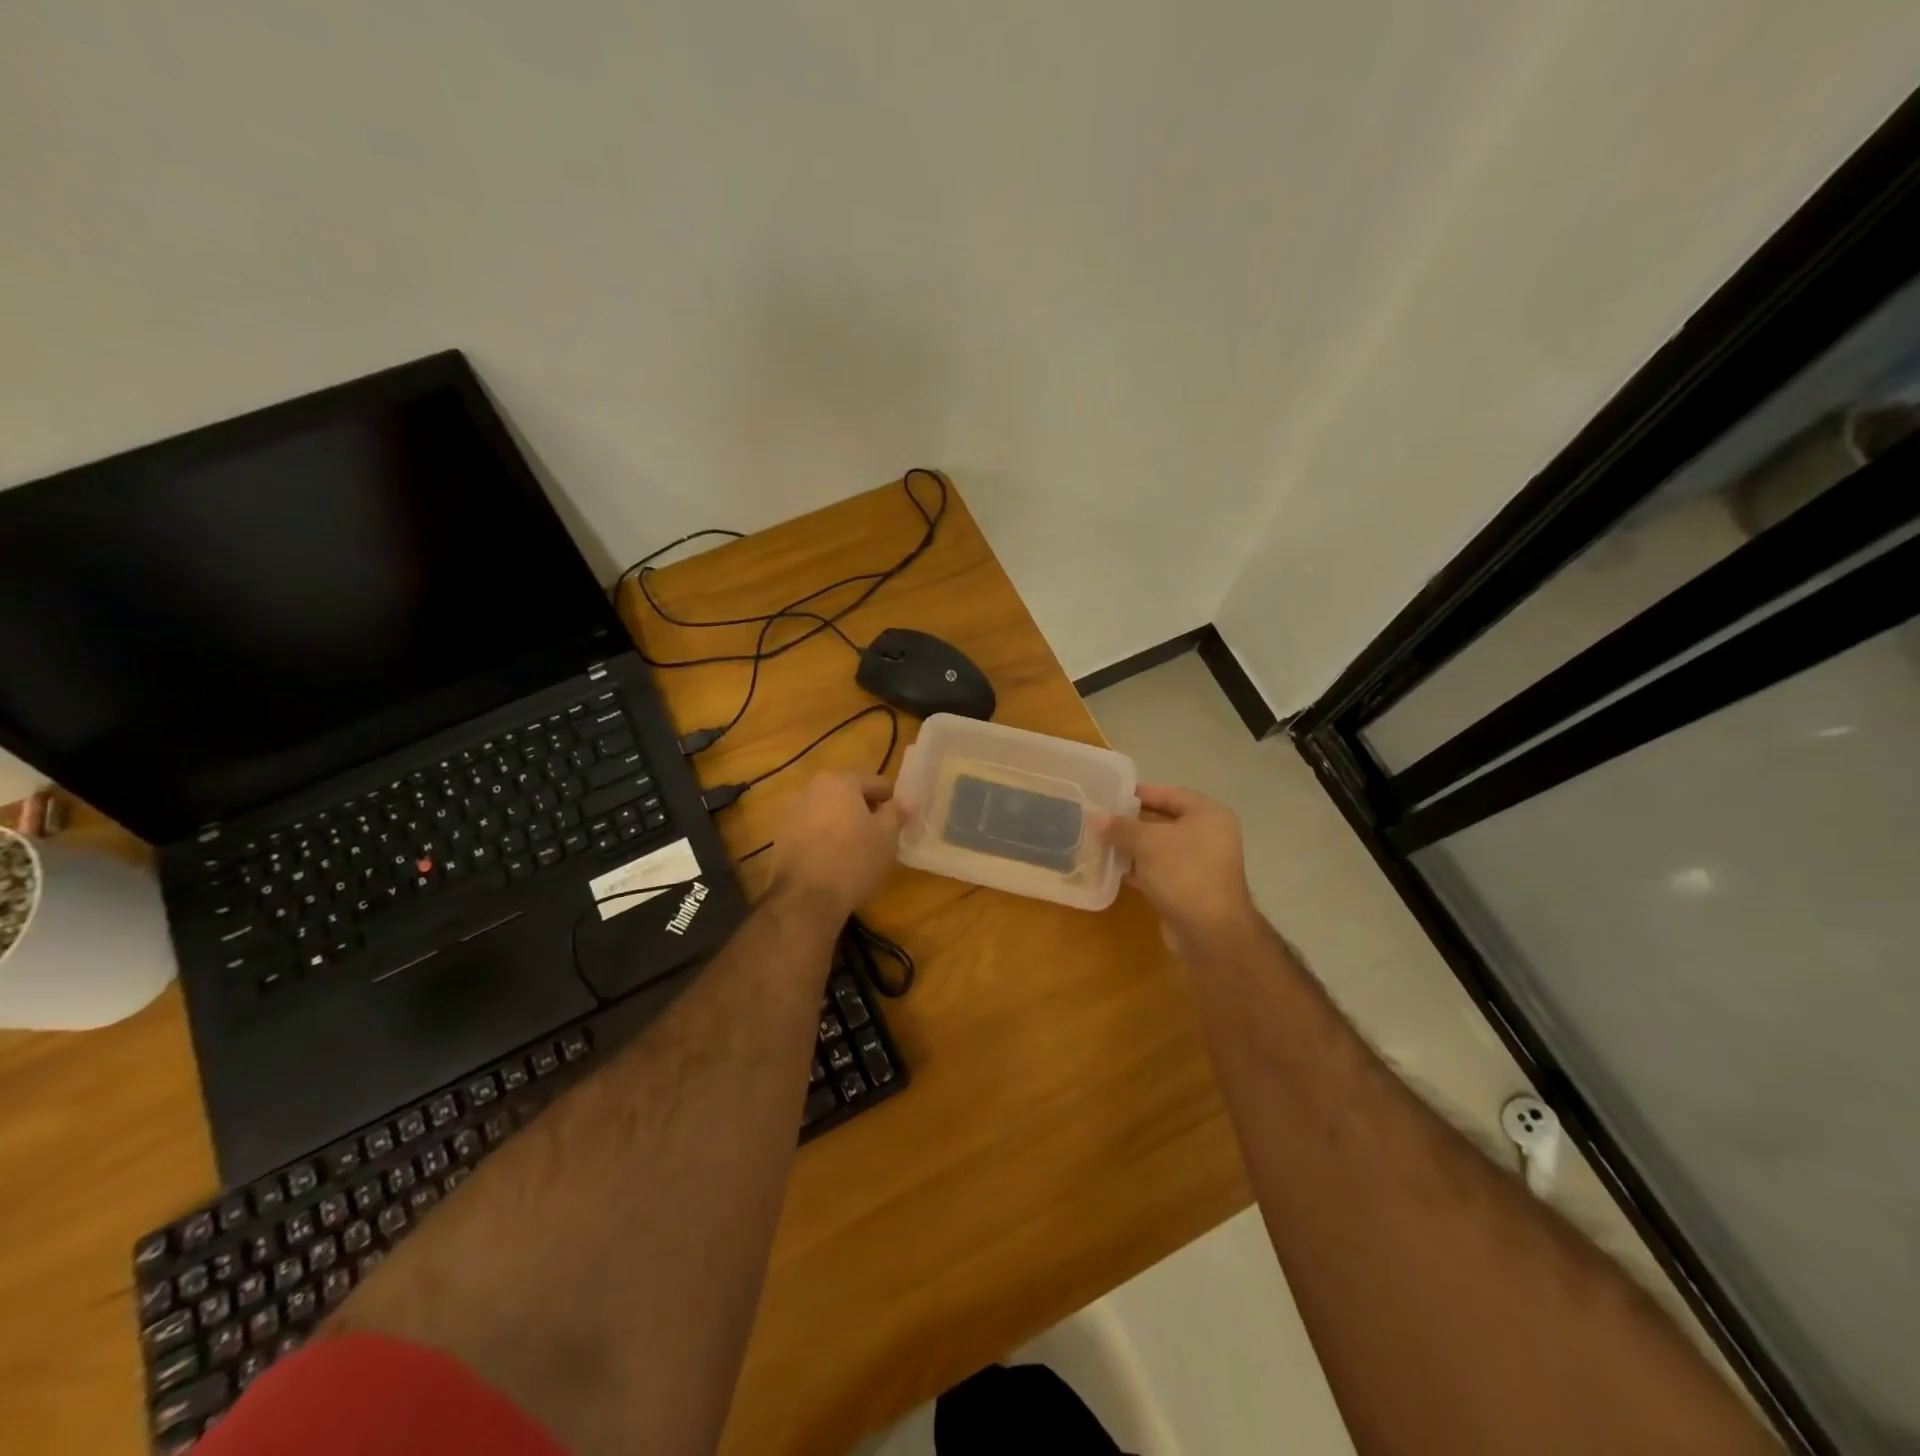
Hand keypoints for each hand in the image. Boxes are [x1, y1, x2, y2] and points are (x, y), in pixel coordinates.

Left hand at [766, 771, 904, 920]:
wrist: (806, 899)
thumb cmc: (854, 860)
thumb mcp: (887, 836)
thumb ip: (897, 812)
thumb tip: (906, 800)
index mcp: (839, 781)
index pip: (875, 783)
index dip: (891, 800)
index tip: (900, 820)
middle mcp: (810, 788)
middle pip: (847, 794)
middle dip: (864, 810)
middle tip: (880, 833)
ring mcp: (790, 812)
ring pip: (826, 812)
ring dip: (841, 823)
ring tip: (856, 848)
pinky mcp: (779, 837)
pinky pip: (810, 830)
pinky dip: (823, 838)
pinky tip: (833, 859)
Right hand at [1097, 785, 1257, 956]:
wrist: (1210, 931)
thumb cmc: (1183, 872)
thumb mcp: (1147, 842)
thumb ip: (1120, 827)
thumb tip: (1096, 818)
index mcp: (1208, 815)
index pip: (1169, 794)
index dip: (1140, 793)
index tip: (1111, 795)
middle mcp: (1209, 836)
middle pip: (1164, 821)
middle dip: (1132, 822)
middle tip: (1100, 820)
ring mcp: (1200, 864)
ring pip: (1159, 848)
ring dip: (1132, 847)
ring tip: (1100, 842)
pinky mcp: (1189, 888)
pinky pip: (1159, 870)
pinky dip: (1139, 868)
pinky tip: (1114, 868)